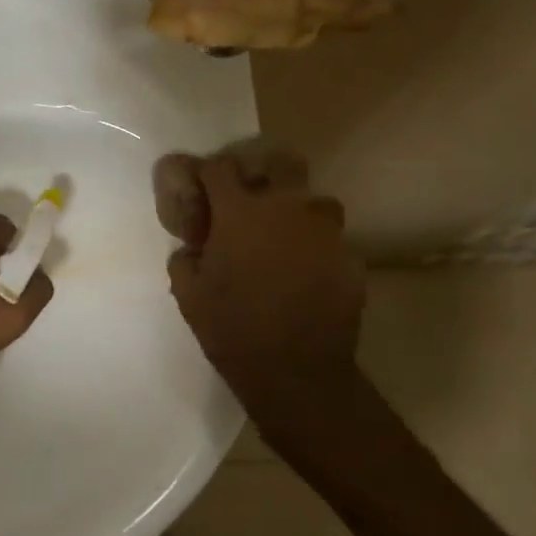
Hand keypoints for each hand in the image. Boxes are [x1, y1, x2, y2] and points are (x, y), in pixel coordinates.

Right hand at [166, 153, 365, 430]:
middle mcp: (286, 210)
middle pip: (282, 163)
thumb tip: (192, 249)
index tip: (203, 191)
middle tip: (253, 200)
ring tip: (286, 240)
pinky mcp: (350, 260)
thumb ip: (185, 260)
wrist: (296, 372)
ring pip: (317, 201)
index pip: (220, 168)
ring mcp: (324, 233)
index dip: (208, 175)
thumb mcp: (188, 295)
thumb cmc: (232, 329)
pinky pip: (332, 242)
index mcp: (241, 213)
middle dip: (266, 173)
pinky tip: (307, 276)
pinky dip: (318, 251)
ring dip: (299, 213)